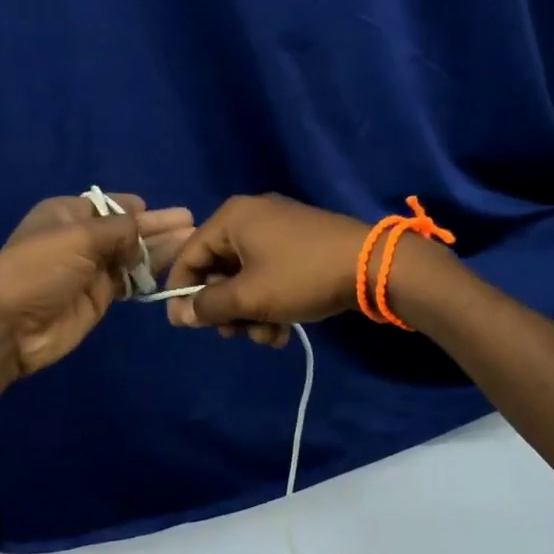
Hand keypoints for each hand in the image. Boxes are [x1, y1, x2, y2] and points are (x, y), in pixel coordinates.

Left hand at [0, 194, 193, 379]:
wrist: (8, 327)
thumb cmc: (38, 269)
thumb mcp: (78, 238)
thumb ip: (119, 229)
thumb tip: (144, 223)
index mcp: (67, 214)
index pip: (110, 204)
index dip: (137, 208)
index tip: (166, 212)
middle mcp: (81, 238)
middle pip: (126, 229)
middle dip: (157, 226)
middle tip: (192, 223)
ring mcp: (91, 269)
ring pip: (132, 255)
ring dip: (160, 249)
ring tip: (192, 242)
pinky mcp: (99, 297)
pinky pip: (130, 281)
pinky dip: (150, 275)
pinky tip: (174, 268)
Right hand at [163, 194, 369, 346]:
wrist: (372, 265)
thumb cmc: (301, 276)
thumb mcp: (249, 297)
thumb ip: (208, 306)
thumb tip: (181, 314)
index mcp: (232, 218)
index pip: (189, 255)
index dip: (182, 292)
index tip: (183, 326)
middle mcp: (251, 216)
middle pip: (218, 268)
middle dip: (226, 309)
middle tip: (235, 335)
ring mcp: (278, 229)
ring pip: (246, 277)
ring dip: (251, 312)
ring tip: (269, 337)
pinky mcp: (300, 244)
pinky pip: (270, 273)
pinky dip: (270, 302)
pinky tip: (284, 331)